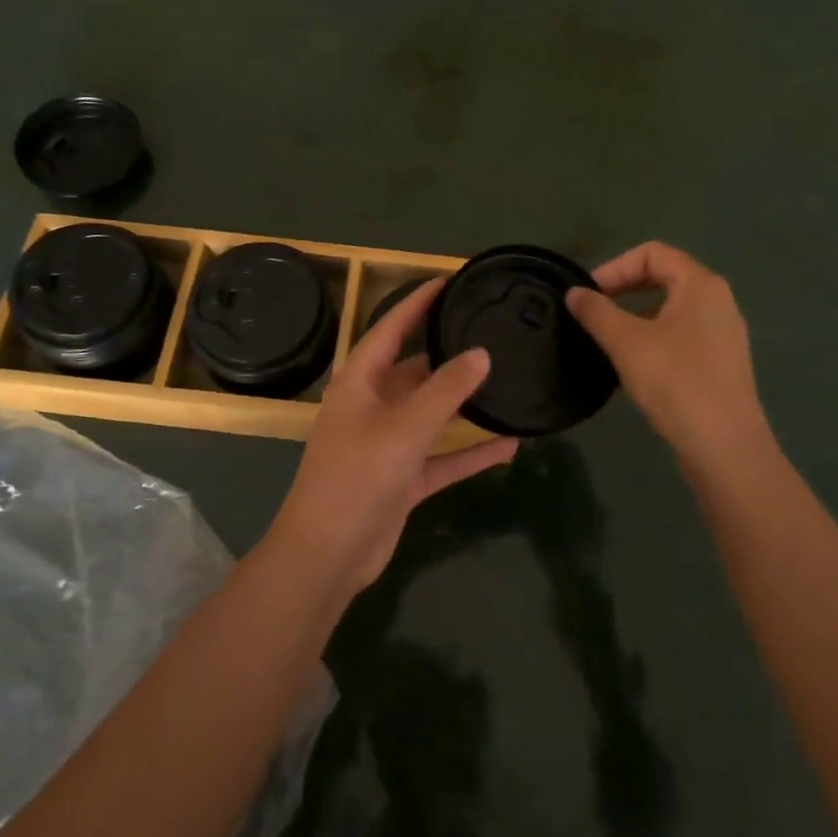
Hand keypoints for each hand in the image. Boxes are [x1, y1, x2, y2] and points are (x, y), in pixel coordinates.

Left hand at [268, 278, 518, 592]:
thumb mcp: (404, 428)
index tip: (448, 281)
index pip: (390, 328)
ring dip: (465, 405)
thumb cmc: (357, 477)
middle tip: (491, 334)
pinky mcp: (403, 478)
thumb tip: (481, 354)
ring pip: (433, 414)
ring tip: (506, 383)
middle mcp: (372, 406)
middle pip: (415, 370)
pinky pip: (443, 456)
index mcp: (359, 382)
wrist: (327, 556)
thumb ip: (445, 390)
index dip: (417, 303)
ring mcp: (388, 444)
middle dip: (449, 355)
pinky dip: (470, 451)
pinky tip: (510, 444)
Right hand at [566, 242, 777, 476]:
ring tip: (607, 340)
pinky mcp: (721, 363)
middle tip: (593, 312)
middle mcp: (718, 301)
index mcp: (701, 285)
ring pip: (671, 309)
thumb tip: (573, 293)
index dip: (615, 266)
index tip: (589, 294)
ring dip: (635, 316)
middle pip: (664, 277)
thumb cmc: (675, 382)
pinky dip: (653, 339)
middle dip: (624, 289)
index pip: (653, 253)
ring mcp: (723, 334)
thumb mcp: (625, 343)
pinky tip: (632, 367)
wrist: (724, 447)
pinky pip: (681, 336)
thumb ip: (596, 312)